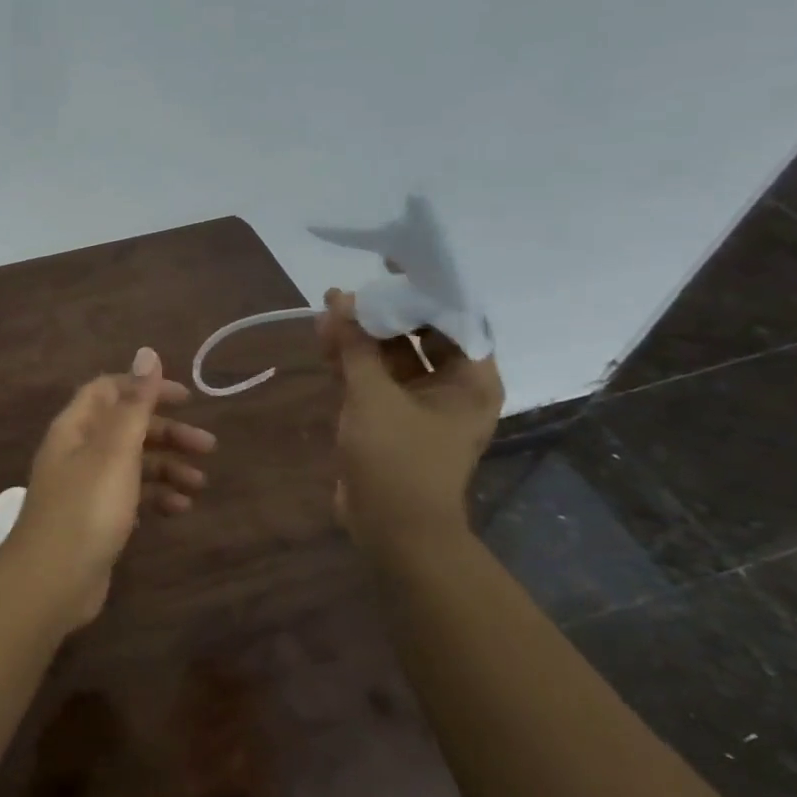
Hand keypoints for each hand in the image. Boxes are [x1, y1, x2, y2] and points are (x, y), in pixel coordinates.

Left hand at [0, 347, 215, 628]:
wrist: (52, 581)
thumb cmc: (86, 508)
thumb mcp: (115, 451)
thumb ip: (134, 403)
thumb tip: (147, 352)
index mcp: (76, 427)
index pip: (109, 390)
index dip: (145, 388)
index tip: (186, 398)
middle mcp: (77, 451)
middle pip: (126, 428)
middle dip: (167, 433)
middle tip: (209, 447)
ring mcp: (84, 487)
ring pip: (131, 464)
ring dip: (166, 468)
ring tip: (199, 486)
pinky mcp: (94, 519)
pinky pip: (129, 497)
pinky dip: (154, 498)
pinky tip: (178, 511)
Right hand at [318, 288, 503, 550]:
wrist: (392, 528)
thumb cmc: (397, 459)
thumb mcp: (373, 396)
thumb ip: (356, 345)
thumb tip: (340, 299)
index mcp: (471, 380)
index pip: (454, 318)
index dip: (424, 290)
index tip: (389, 268)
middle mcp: (452, 387)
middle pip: (420, 334)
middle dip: (382, 314)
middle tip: (346, 295)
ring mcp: (420, 403)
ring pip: (392, 356)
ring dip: (361, 337)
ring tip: (325, 316)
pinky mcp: (392, 418)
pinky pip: (375, 378)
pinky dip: (353, 361)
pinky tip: (324, 344)